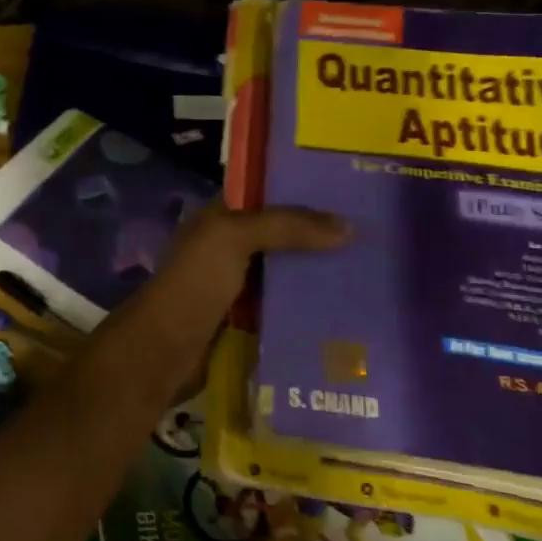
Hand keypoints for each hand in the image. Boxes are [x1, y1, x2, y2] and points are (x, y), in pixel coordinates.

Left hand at [88, 206, 350, 410]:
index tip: (354, 189)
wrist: (164, 351)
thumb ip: (286, 226)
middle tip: (377, 234)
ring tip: (376, 271)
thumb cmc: (194, 284)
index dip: (304, 189)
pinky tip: (350, 310)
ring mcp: (237, 285)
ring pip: (287, 272)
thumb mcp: (233, 238)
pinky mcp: (247, 321)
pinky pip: (285, 307)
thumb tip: (350, 227)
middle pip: (282, 235)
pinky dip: (311, 308)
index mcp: (219, 218)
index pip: (266, 193)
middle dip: (322, 235)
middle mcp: (228, 247)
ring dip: (321, 274)